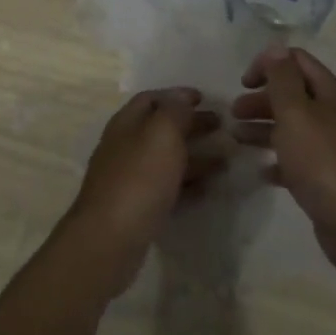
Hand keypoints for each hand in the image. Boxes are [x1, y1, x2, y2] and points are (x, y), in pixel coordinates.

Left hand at [61, 88, 223, 297]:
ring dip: (194, 155)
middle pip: (161, 128)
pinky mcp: (136, 206)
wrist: (110, 239)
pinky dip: (187, 182)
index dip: (178, 96)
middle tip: (222, 126)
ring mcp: (129, 178)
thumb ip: (174, 111)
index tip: (205, 98)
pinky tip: (206, 188)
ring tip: (225, 160)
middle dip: (191, 124)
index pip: (152, 98)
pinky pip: (166, 186)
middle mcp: (125, 146)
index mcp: (127, 123)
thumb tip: (180, 96)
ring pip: (166, 158)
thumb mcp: (161, 134)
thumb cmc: (139, 178)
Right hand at [232, 49, 335, 273]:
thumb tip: (276, 47)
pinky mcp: (328, 178)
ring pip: (293, 128)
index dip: (268, 64)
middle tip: (234, 113)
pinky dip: (277, 161)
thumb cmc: (323, 160)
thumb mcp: (296, 113)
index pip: (297, 61)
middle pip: (293, 95)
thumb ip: (282, 79)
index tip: (243, 83)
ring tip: (236, 139)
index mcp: (330, 94)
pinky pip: (298, 161)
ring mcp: (333, 148)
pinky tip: (261, 170)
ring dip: (263, 128)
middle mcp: (334, 115)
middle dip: (261, 99)